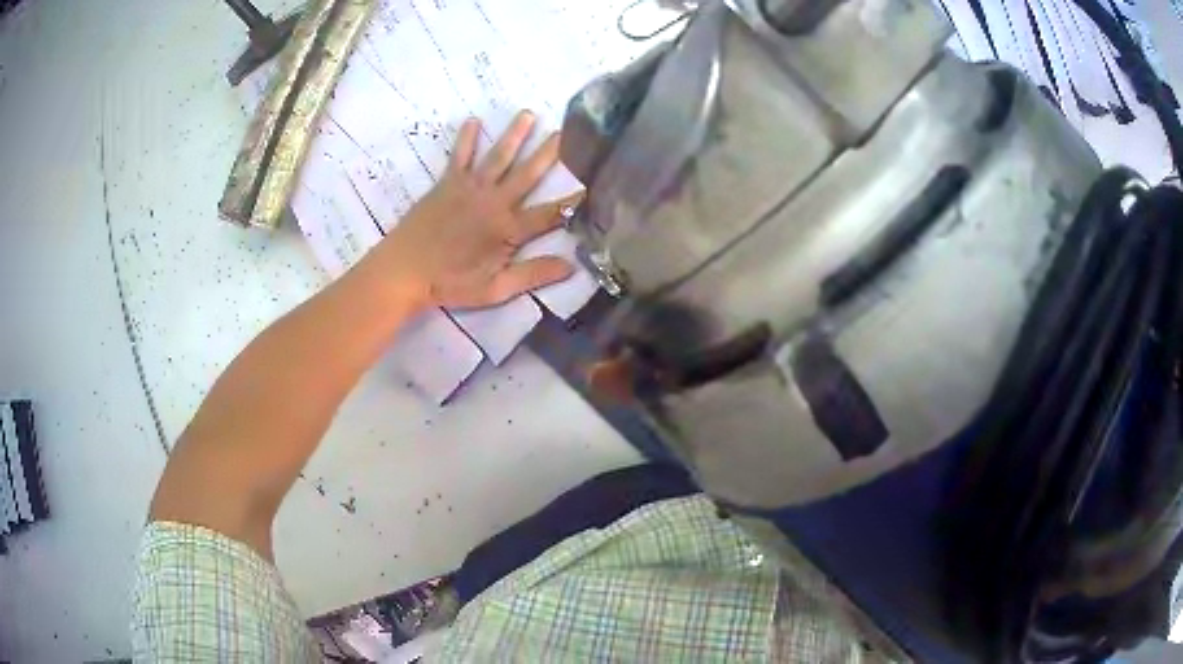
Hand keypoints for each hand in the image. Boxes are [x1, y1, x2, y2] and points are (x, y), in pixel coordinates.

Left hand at [366, 110, 578, 311]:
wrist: (404, 271)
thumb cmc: (450, 284)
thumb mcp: (495, 289)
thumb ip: (532, 275)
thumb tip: (571, 266)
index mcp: (508, 229)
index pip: (550, 214)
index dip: (574, 202)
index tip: (596, 185)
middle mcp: (494, 202)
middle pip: (528, 174)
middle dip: (549, 153)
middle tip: (567, 131)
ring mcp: (470, 189)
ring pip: (499, 157)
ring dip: (515, 135)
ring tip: (528, 113)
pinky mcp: (448, 184)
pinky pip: (460, 156)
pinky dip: (467, 139)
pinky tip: (474, 121)